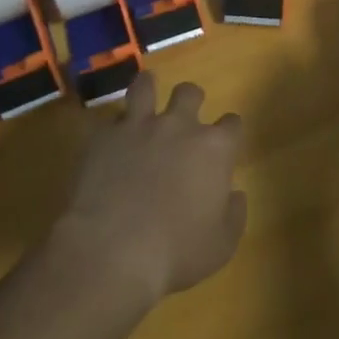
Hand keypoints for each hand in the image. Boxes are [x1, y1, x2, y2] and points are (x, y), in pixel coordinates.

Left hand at [55, 72, 247, 307]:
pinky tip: (112, 139)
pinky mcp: (104, 136)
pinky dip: (114, 127)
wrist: (111, 250)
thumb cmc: (175, 252)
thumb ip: (234, 214)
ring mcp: (138, 126)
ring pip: (145, 86)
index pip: (232, 124)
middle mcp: (178, 126)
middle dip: (191, 101)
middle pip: (190, 93)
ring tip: (146, 96)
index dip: (230, 132)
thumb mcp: (221, 246)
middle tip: (185, 119)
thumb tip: (234, 194)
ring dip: (148, 89)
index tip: (226, 142)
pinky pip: (111, 119)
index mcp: (213, 149)